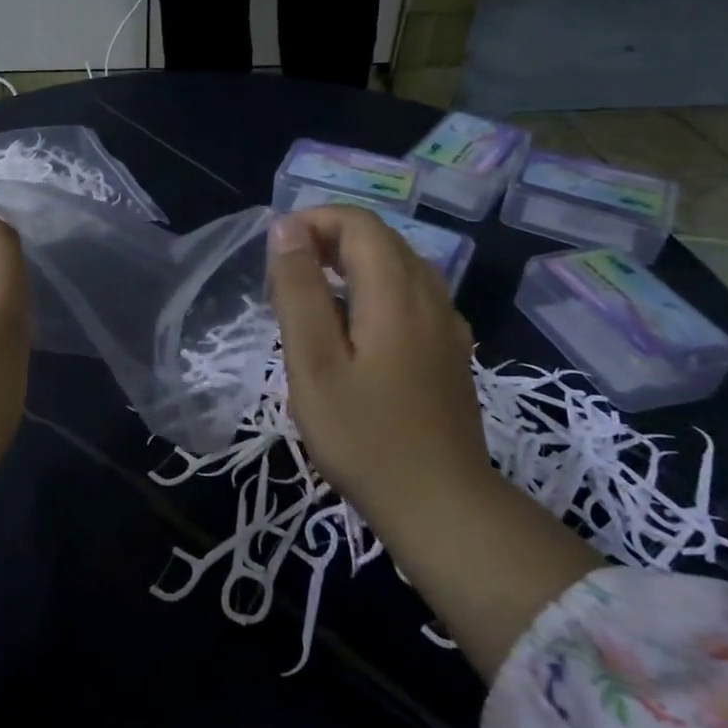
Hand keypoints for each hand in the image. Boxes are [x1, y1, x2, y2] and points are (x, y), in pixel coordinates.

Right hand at [268, 204, 603, 679]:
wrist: (441, 506)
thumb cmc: (364, 436)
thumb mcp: (313, 363)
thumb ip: (298, 290)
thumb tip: (286, 228)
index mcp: (396, 292)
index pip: (359, 223)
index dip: (314, 221)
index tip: (276, 253)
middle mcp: (430, 296)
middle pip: (382, 238)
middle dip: (330, 238)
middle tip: (286, 274)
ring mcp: (447, 324)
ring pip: (400, 264)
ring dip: (353, 261)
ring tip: (312, 294)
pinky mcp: (451, 350)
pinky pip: (412, 293)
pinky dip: (376, 287)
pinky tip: (354, 326)